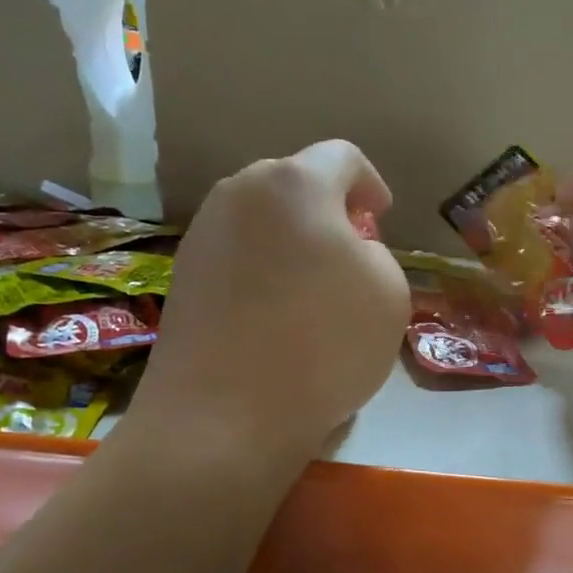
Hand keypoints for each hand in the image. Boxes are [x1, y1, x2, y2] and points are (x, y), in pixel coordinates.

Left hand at [131, 140, 408, 465]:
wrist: (224, 415)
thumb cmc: (323, 345)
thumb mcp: (389, 294)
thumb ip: (376, 254)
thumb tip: (347, 252)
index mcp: (295, 183)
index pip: (342, 157)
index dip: (371, 184)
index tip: (381, 218)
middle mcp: (240, 192)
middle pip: (294, 183)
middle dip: (328, 211)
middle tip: (350, 254)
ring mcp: (202, 233)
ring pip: (261, 219)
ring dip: (292, 240)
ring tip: (312, 288)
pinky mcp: (183, 275)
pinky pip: (236, 254)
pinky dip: (262, 269)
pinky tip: (275, 314)